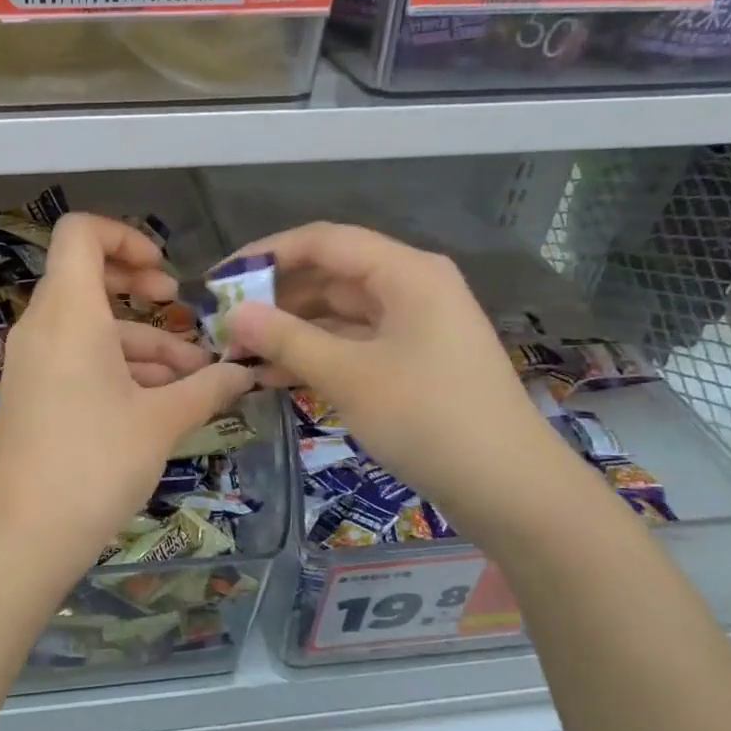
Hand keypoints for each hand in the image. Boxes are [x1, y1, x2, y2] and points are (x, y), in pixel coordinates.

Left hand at [0, 213, 255, 581]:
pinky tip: (161, 403)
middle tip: (179, 308)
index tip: (165, 272)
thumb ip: (207, 388)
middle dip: (141, 290)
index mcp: (69, 313)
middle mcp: (42, 327)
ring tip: (194, 379)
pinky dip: (118, 368)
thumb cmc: (95, 463)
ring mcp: (33, 363)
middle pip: (88, 279)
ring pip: (91, 329)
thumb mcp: (161, 421)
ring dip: (142, 343)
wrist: (22, 536)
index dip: (125, 235)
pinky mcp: (33, 395)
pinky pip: (77, 360)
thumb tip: (244, 371)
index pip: (80, 233)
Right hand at [222, 222, 577, 538]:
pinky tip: (274, 376)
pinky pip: (354, 344)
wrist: (509, 488)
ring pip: (338, 314)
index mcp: (405, 272)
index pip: (323, 242)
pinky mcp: (412, 361)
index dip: (267, 254)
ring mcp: (414, 326)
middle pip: (330, 276)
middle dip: (275, 298)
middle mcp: (411, 287)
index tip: (221, 279)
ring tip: (240, 354)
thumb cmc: (428, 418)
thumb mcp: (348, 376)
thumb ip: (286, 339)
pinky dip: (316, 355)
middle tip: (225, 323)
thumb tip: (233, 314)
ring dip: (291, 331)